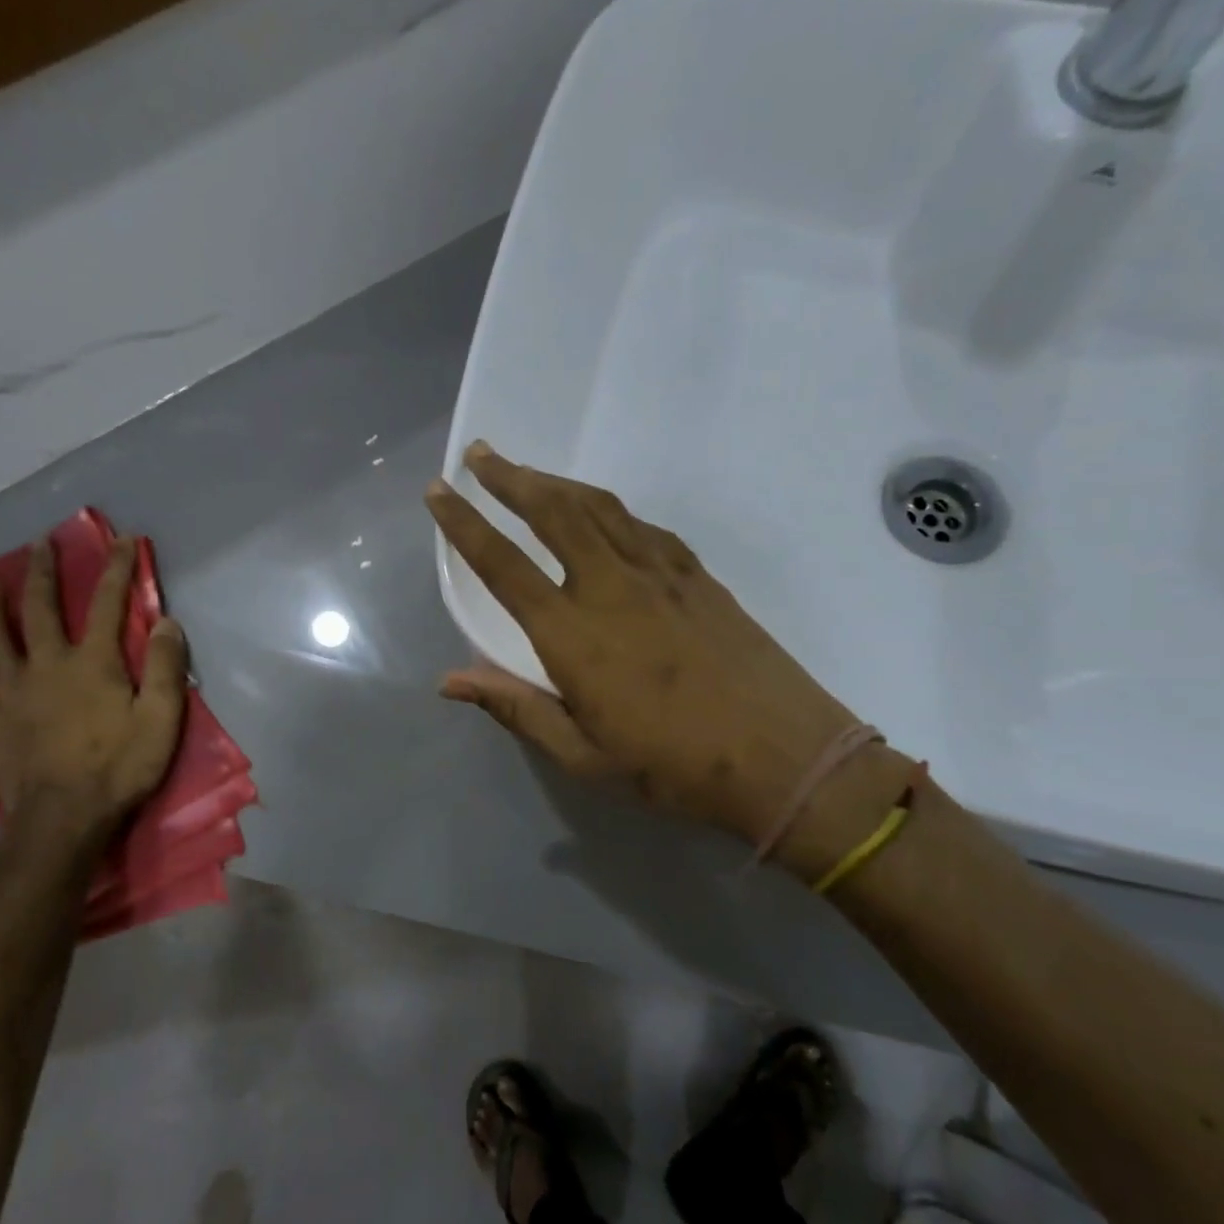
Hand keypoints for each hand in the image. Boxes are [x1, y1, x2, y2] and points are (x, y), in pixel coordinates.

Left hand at [0, 537, 187, 827]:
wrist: (62, 820)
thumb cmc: (120, 768)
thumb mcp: (162, 719)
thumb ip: (166, 668)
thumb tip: (166, 622)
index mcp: (92, 664)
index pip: (107, 604)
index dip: (114, 569)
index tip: (119, 540)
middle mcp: (47, 667)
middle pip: (40, 610)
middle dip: (43, 573)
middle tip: (39, 544)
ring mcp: (12, 694)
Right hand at [427, 443, 896, 857]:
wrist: (785, 758)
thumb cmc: (674, 768)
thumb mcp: (584, 756)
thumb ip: (516, 709)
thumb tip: (450, 680)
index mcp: (574, 634)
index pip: (504, 566)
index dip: (464, 525)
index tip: (438, 492)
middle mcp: (612, 587)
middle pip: (554, 512)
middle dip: (511, 478)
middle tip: (481, 454)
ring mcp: (661, 575)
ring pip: (599, 508)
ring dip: (557, 484)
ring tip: (529, 473)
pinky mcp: (698, 577)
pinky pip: (642, 527)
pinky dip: (610, 510)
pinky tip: (603, 515)